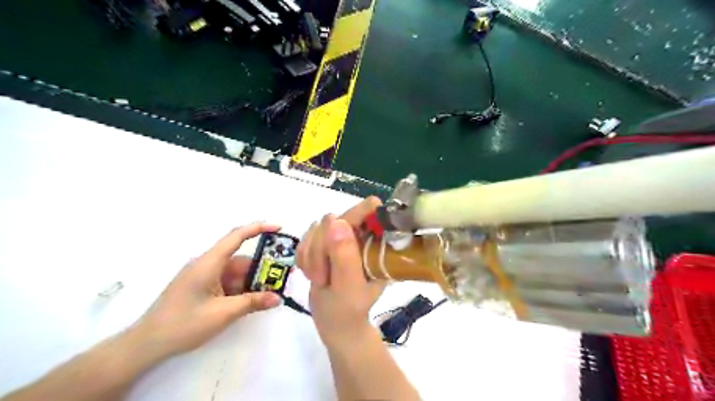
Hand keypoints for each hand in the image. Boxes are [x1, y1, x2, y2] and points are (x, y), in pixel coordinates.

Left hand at [133, 224, 281, 358]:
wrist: (146, 345)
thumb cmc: (183, 324)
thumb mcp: (222, 314)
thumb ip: (252, 302)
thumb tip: (278, 298)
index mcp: (208, 263)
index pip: (236, 236)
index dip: (259, 228)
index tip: (278, 228)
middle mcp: (206, 265)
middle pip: (240, 260)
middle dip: (261, 268)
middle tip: (281, 277)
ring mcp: (203, 276)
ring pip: (234, 273)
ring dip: (251, 282)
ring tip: (270, 293)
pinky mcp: (201, 287)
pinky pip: (226, 282)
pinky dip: (240, 289)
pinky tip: (251, 301)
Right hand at [297, 198, 385, 349]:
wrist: (335, 323)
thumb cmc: (348, 310)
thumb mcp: (349, 286)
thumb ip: (344, 255)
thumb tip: (336, 220)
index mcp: (377, 242)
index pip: (368, 210)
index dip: (352, 218)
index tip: (334, 243)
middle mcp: (361, 234)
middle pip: (334, 219)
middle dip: (322, 248)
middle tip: (322, 277)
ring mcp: (341, 237)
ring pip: (316, 228)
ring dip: (312, 255)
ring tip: (320, 279)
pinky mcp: (325, 242)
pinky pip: (305, 238)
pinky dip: (304, 257)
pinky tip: (312, 274)